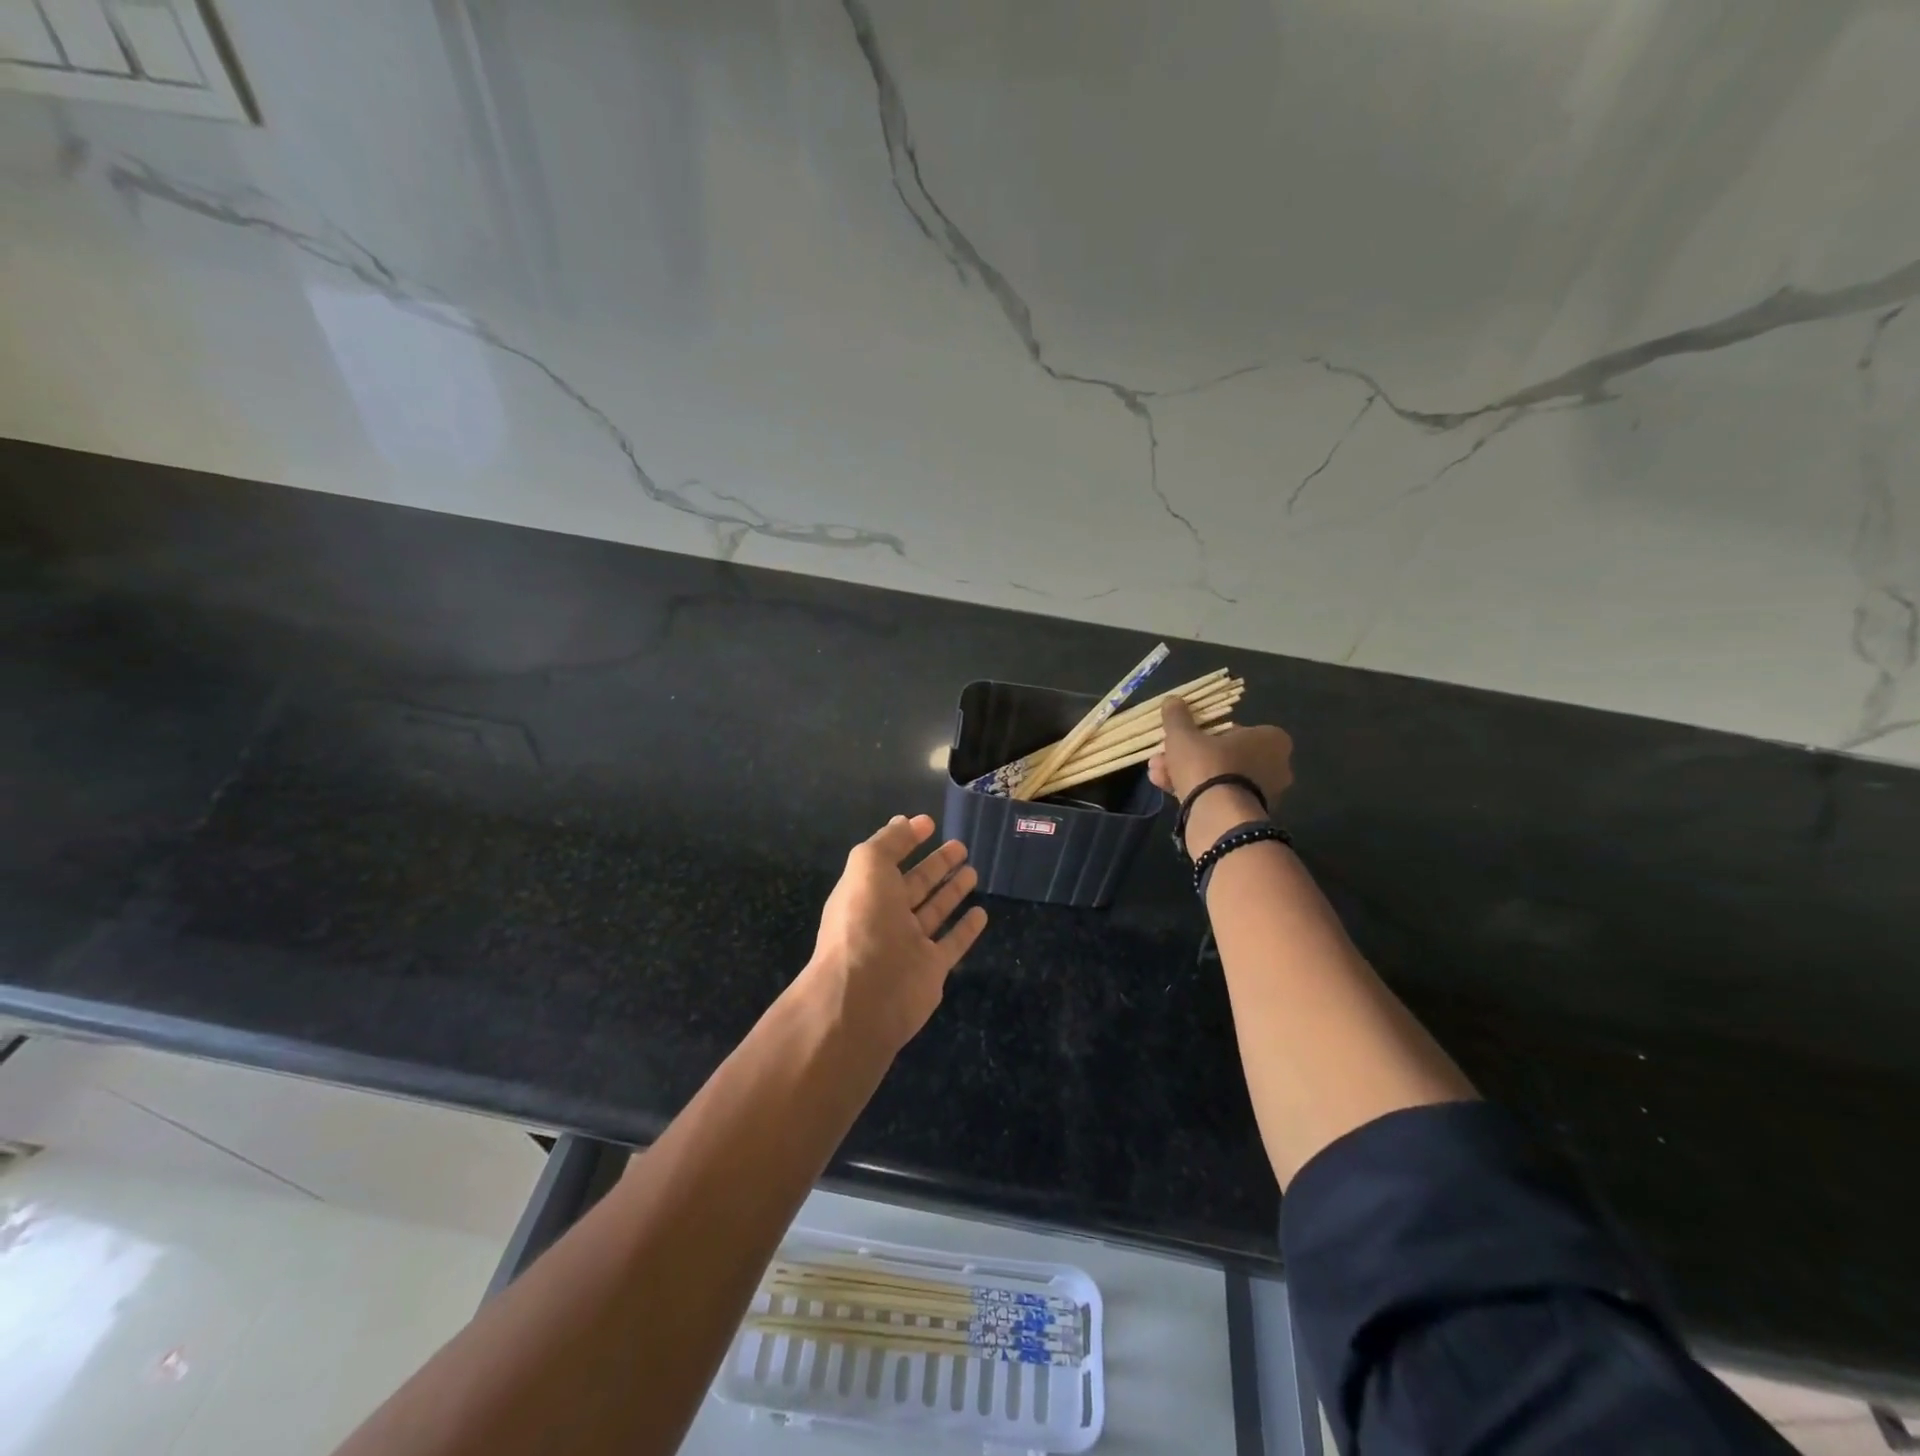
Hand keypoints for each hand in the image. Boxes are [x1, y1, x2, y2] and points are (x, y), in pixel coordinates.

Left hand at [802, 815, 987, 1051]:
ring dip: (951, 891)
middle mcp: (885, 917)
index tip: (929, 824)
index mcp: (865, 892)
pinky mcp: (931, 970)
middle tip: (960, 846)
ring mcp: (909, 945)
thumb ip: (888, 842)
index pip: (888, 861)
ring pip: (934, 911)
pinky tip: (981, 913)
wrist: (865, 996)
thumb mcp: (867, 867)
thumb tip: (906, 821)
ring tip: (973, 870)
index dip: (906, 841)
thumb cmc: (863, 923)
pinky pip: (952, 944)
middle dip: (936, 865)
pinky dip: (966, 929)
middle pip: (915, 885)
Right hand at [1149, 698, 1292, 854]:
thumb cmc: (1208, 765)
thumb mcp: (1184, 735)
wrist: (1218, 817)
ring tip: (1156, 772)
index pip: (1234, 730)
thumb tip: (1172, 700)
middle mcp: (1275, 766)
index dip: (1203, 732)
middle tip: (1163, 755)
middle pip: (1223, 755)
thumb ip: (1178, 717)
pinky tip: (1164, 787)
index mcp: (1271, 739)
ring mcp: (1264, 794)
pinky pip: (1219, 797)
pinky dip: (1195, 792)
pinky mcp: (1248, 816)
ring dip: (1186, 773)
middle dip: (1189, 756)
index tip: (1184, 736)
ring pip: (1218, 777)